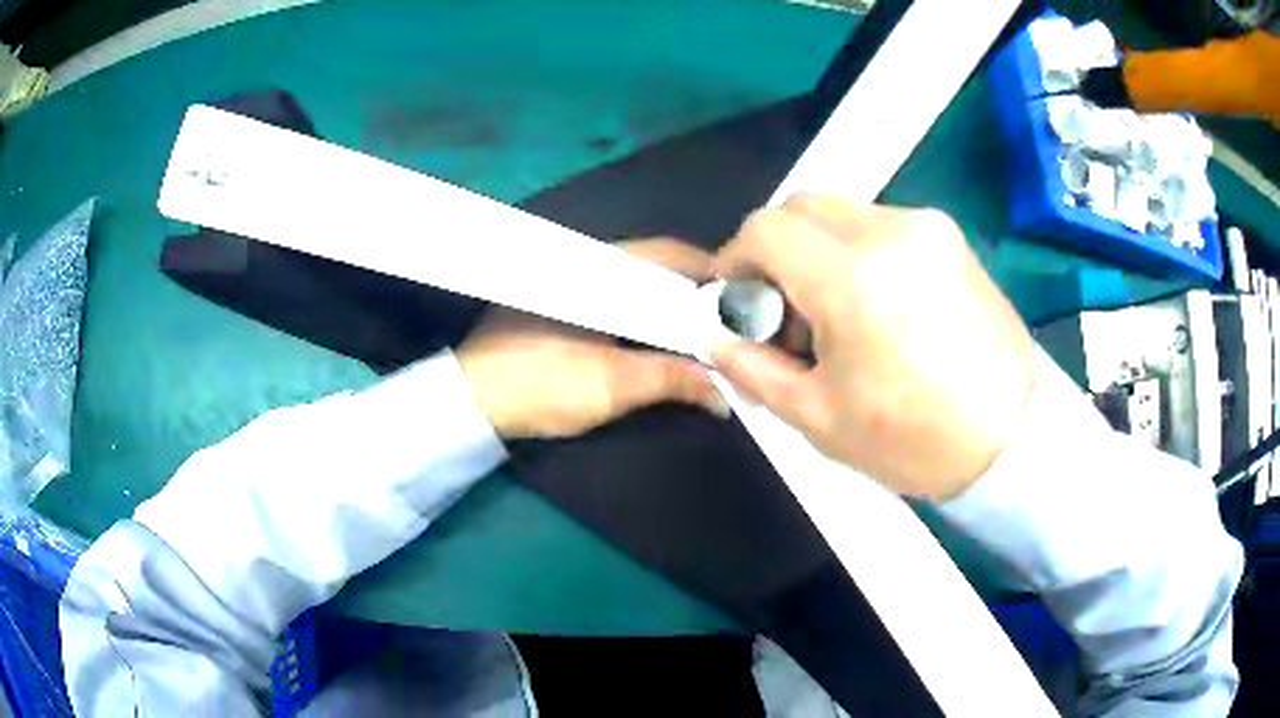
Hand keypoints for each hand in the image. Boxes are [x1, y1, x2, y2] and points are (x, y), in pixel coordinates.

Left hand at [457, 239, 726, 439]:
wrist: (470, 402)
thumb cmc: (541, 384)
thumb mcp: (612, 385)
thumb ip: (673, 380)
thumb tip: (724, 395)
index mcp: (596, 266)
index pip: (667, 254)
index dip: (708, 272)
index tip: (741, 297)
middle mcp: (581, 261)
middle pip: (651, 266)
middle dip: (690, 291)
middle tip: (726, 320)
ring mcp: (564, 280)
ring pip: (630, 281)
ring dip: (663, 302)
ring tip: (697, 329)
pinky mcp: (552, 301)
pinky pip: (609, 295)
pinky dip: (636, 311)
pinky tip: (652, 334)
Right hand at [711, 194, 1034, 500]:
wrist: (1011, 438)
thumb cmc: (913, 441)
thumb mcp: (818, 417)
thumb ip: (753, 367)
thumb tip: (715, 335)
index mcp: (852, 278)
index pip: (765, 229)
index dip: (735, 258)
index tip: (737, 296)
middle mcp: (890, 232)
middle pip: (802, 207)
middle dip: (777, 249)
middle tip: (786, 308)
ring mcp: (927, 228)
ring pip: (843, 214)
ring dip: (820, 251)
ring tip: (837, 313)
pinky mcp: (951, 237)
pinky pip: (883, 226)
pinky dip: (860, 252)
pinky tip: (878, 305)